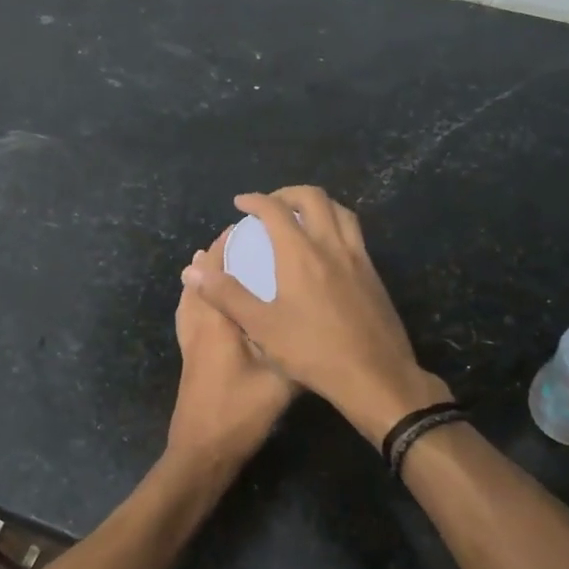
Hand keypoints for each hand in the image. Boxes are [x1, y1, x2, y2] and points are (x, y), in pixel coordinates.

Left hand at [166, 238, 299, 471]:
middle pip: (200, 279)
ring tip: (221, 261)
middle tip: (240, 239)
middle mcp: (199, 325)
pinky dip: (197, 298)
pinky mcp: (189, 356)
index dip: (227, 246)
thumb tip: (321, 326)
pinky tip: (209, 303)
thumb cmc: (240, 413)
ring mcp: (190, 342)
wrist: (202, 452)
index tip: (247, 226)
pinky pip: (189, 314)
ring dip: (204, 276)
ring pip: (191, 297)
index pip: (218, 272)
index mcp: (218, 323)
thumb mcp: (281, 382)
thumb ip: (297, 350)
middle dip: (216, 256)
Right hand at [182, 188, 450, 445]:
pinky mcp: (374, 274)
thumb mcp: (262, 327)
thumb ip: (227, 295)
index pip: (276, 210)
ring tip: (300, 217)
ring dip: (317, 204)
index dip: (255, 200)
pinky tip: (327, 249)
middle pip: (313, 198)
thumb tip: (193, 271)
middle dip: (287, 194)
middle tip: (270, 206)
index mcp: (301, 254)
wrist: (376, 375)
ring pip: (340, 211)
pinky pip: (354, 233)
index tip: (240, 203)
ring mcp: (358, 258)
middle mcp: (332, 246)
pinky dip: (336, 224)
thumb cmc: (314, 352)